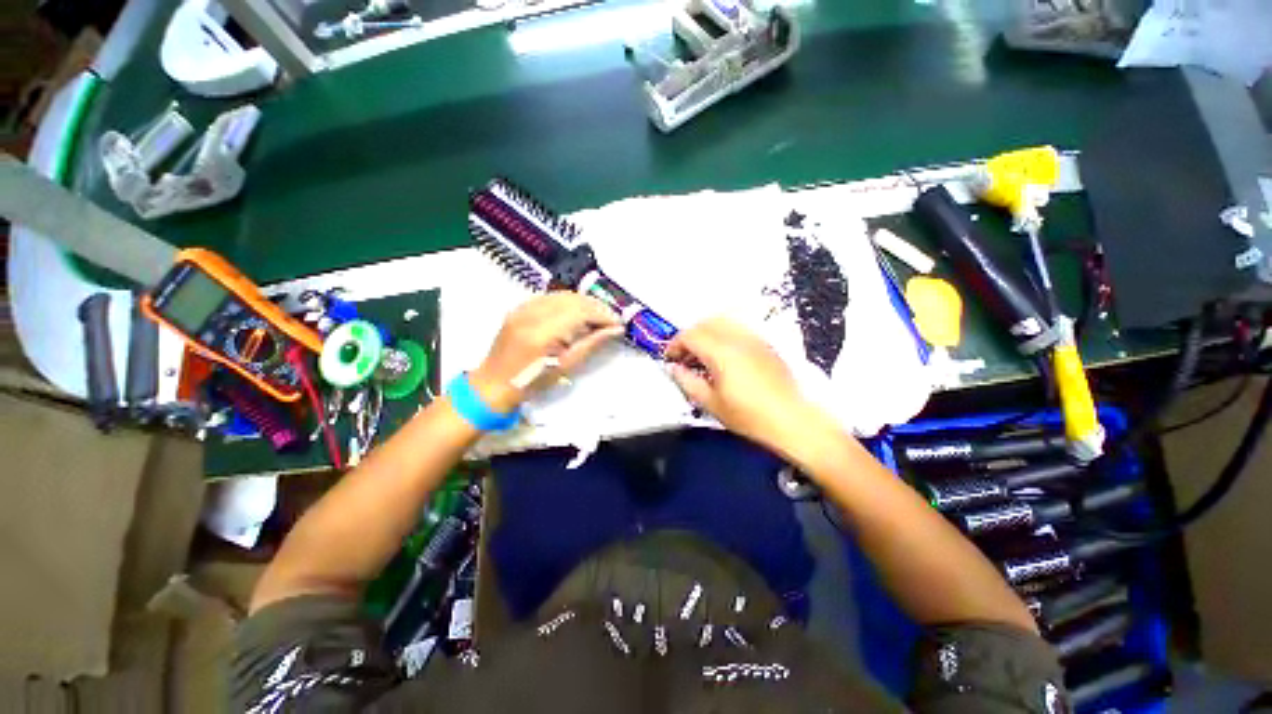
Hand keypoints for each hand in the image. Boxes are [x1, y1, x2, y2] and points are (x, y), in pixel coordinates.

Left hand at [469, 293, 622, 411]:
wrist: (493, 383)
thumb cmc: (531, 382)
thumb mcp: (565, 366)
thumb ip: (591, 344)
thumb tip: (615, 330)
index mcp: (542, 332)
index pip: (580, 312)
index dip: (603, 314)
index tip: (618, 323)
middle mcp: (531, 313)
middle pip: (573, 299)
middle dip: (596, 306)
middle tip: (611, 319)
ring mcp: (523, 308)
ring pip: (562, 294)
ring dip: (584, 302)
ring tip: (598, 316)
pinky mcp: (519, 307)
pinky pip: (550, 297)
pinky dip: (568, 301)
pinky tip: (577, 312)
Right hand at [665, 318, 824, 450]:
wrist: (793, 420)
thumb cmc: (750, 416)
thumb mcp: (712, 404)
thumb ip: (688, 382)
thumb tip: (675, 369)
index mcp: (721, 352)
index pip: (690, 335)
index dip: (675, 345)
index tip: (670, 359)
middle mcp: (737, 338)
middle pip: (705, 323)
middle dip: (689, 336)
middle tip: (684, 357)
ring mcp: (754, 338)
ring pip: (723, 321)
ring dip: (706, 333)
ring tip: (702, 354)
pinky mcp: (765, 343)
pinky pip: (738, 328)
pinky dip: (723, 334)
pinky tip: (723, 354)